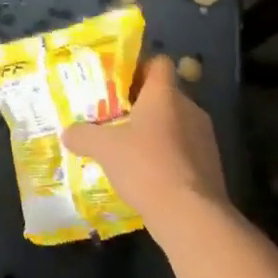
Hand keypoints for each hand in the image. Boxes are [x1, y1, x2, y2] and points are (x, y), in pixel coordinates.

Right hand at [63, 55, 227, 230]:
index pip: (160, 64)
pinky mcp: (210, 164)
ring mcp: (204, 137)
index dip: (140, 68)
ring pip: (175, 123)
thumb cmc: (145, 165)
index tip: (119, 84)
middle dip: (141, 104)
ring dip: (155, 132)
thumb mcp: (104, 148)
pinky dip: (166, 156)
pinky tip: (146, 174)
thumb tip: (68, 133)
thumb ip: (83, 136)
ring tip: (128, 149)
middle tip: (114, 118)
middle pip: (165, 95)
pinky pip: (184, 150)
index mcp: (165, 94)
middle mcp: (189, 108)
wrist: (189, 213)